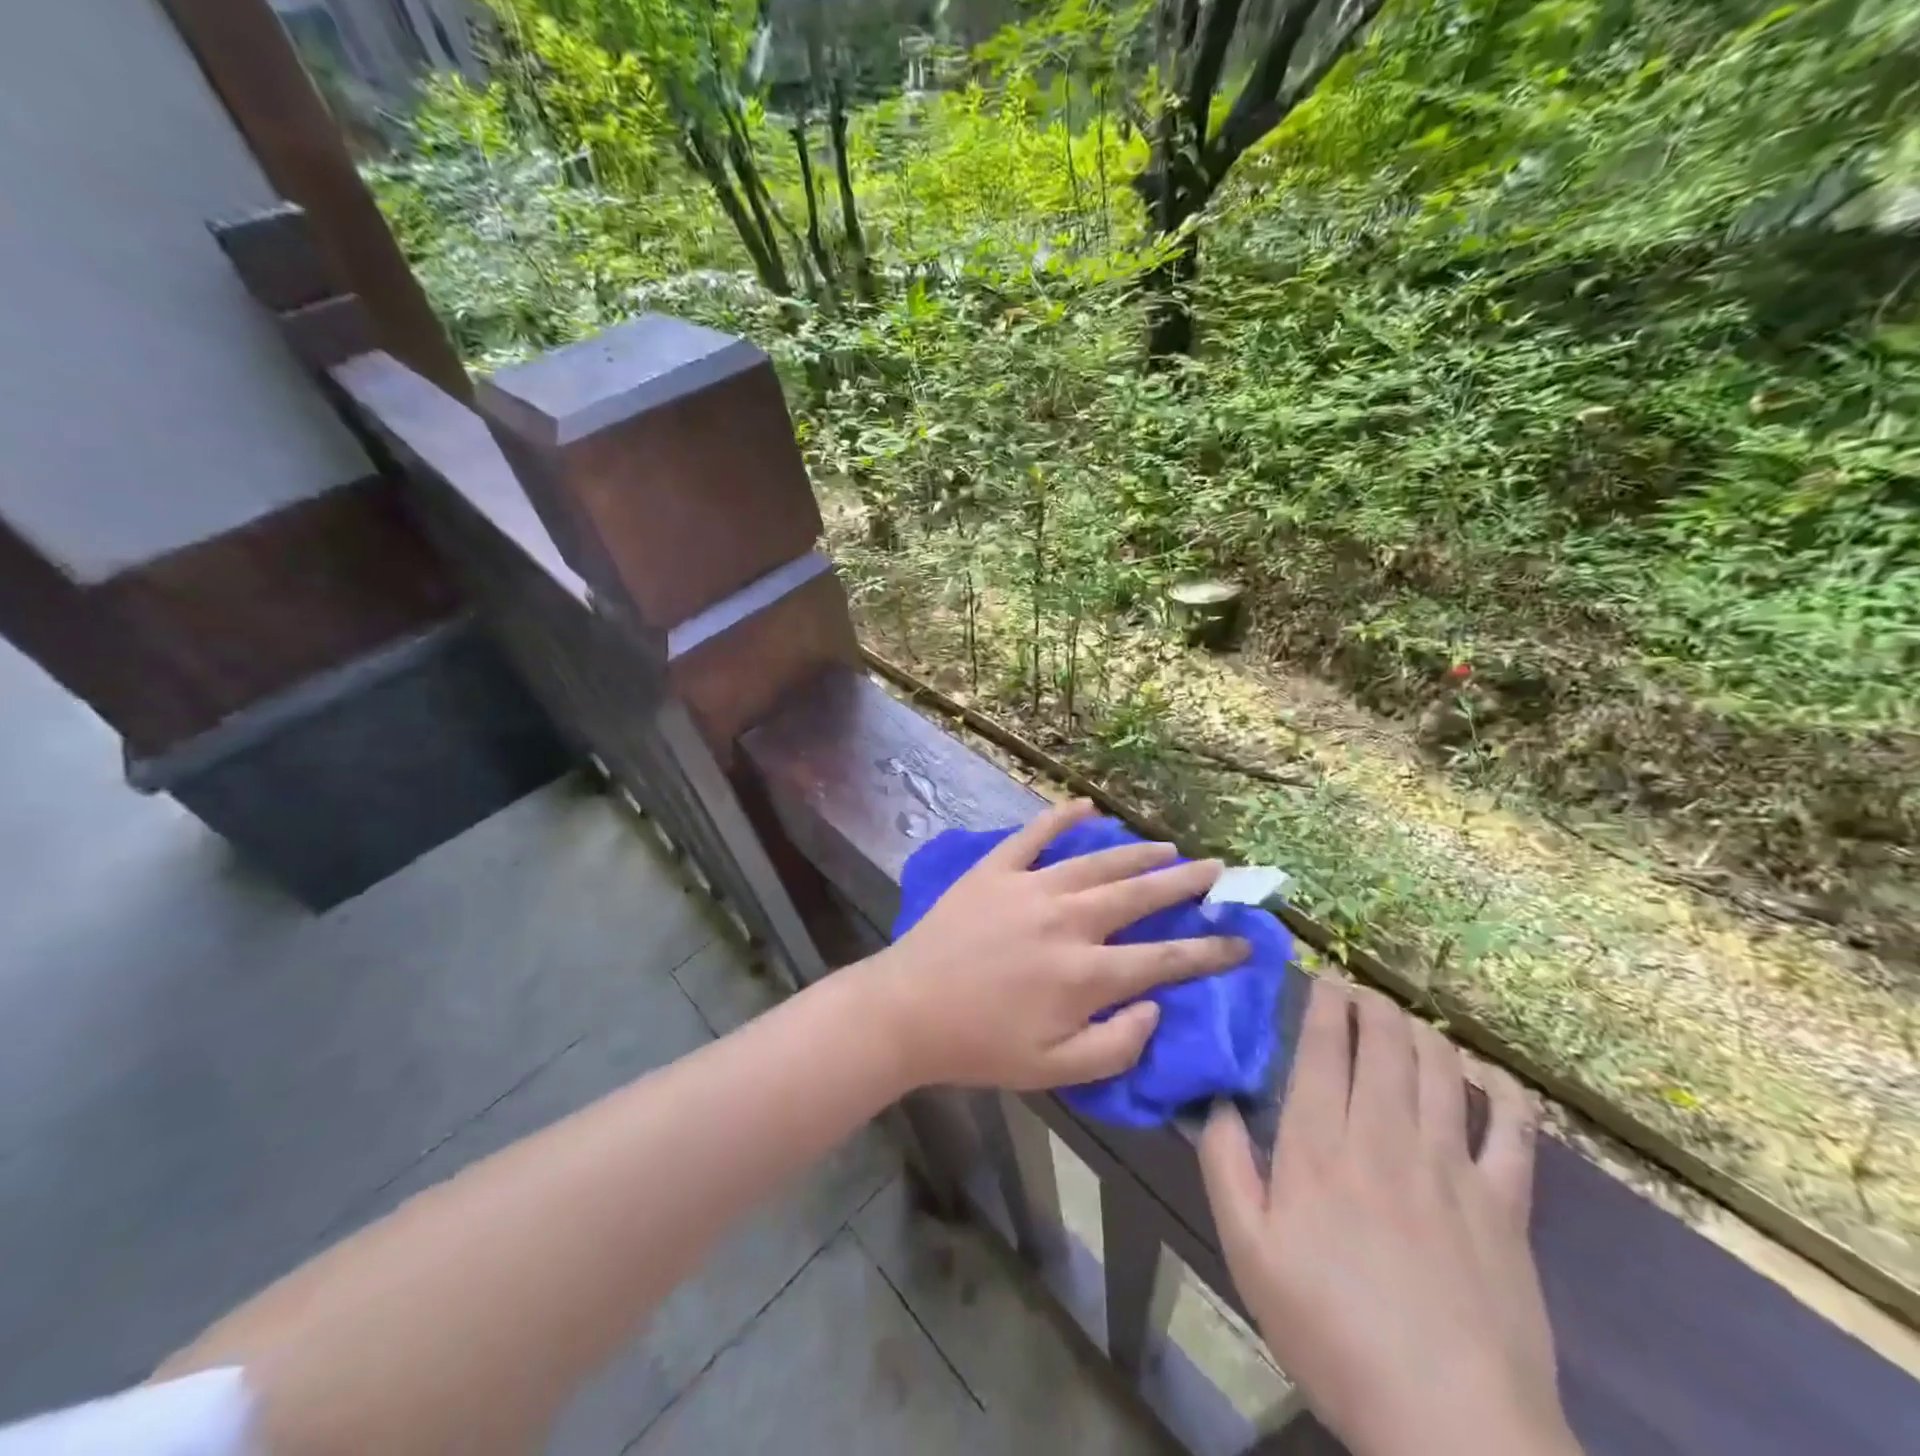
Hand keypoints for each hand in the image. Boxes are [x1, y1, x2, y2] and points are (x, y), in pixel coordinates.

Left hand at [871, 799, 1246, 1090]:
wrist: (908, 1010)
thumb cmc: (981, 1046)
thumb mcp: (1056, 1071)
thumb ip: (1117, 1045)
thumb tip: (1156, 1008)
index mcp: (1088, 974)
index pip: (1166, 958)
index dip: (1211, 951)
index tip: (1243, 942)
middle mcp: (1069, 921)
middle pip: (1141, 895)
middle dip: (1185, 883)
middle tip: (1217, 870)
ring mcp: (1031, 887)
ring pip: (1099, 862)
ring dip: (1138, 853)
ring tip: (1168, 847)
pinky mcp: (996, 870)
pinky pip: (1035, 834)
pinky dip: (1062, 817)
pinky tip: (1087, 806)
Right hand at [1200, 981, 1581, 1455]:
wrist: (1452, 1429)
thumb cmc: (1332, 1335)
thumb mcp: (1248, 1254)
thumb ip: (1224, 1165)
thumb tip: (1215, 1100)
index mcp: (1319, 1147)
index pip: (1322, 1047)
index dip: (1322, 1002)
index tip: (1318, 977)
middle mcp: (1385, 1137)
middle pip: (1384, 1042)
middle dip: (1369, 1002)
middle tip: (1355, 990)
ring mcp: (1452, 1167)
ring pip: (1440, 1067)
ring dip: (1420, 1029)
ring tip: (1402, 1020)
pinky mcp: (1506, 1204)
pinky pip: (1513, 1127)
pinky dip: (1500, 1088)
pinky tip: (1483, 1074)